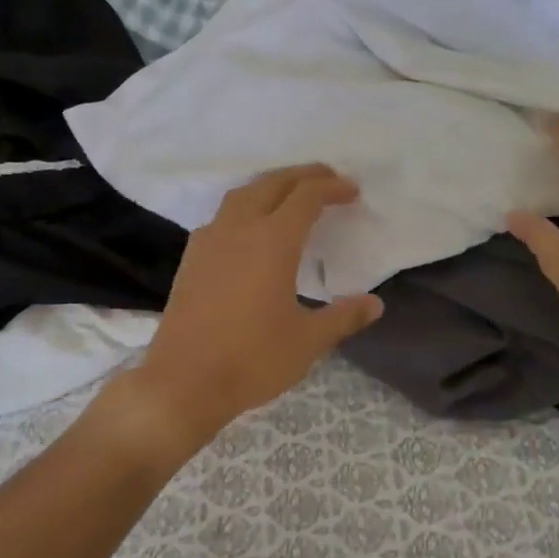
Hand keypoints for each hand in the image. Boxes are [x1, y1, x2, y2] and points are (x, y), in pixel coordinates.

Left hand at [123, 165, 382, 446]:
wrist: (183, 381)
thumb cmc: (252, 359)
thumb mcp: (308, 341)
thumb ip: (343, 317)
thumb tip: (375, 303)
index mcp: (272, 241)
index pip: (306, 196)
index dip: (332, 187)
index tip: (352, 190)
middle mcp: (239, 229)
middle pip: (272, 183)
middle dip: (303, 176)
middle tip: (327, 178)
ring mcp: (210, 240)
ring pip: (242, 194)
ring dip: (270, 185)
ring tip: (290, 194)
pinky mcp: (191, 257)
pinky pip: (222, 216)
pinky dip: (245, 207)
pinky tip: (250, 229)